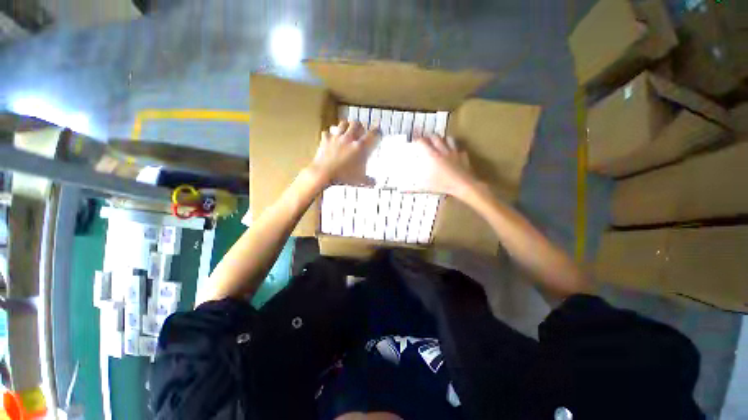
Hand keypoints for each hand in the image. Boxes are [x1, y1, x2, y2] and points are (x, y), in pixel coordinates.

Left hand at [307, 120, 379, 186]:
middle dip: (360, 126)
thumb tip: (374, 183)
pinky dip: (329, 134)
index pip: (372, 134)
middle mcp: (349, 138)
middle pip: (356, 124)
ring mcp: (336, 138)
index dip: (377, 131)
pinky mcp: (326, 140)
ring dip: (346, 125)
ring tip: (347, 129)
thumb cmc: (344, 176)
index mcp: (360, 147)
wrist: (324, 173)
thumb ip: (368, 181)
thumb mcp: (360, 180)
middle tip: (361, 129)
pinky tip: (330, 137)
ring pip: (343, 124)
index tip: (378, 131)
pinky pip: (327, 133)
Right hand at [412, 135, 478, 197]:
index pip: (423, 143)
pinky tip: (453, 154)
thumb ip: (420, 178)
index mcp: (433, 156)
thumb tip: (414, 178)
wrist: (464, 185)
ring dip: (443, 139)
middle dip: (430, 137)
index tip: (416, 142)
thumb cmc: (444, 184)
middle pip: (436, 137)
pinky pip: (458, 149)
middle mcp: (443, 151)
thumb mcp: (428, 183)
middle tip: (427, 139)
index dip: (418, 141)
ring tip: (440, 142)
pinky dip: (454, 149)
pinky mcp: (463, 156)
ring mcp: (454, 152)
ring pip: (449, 139)